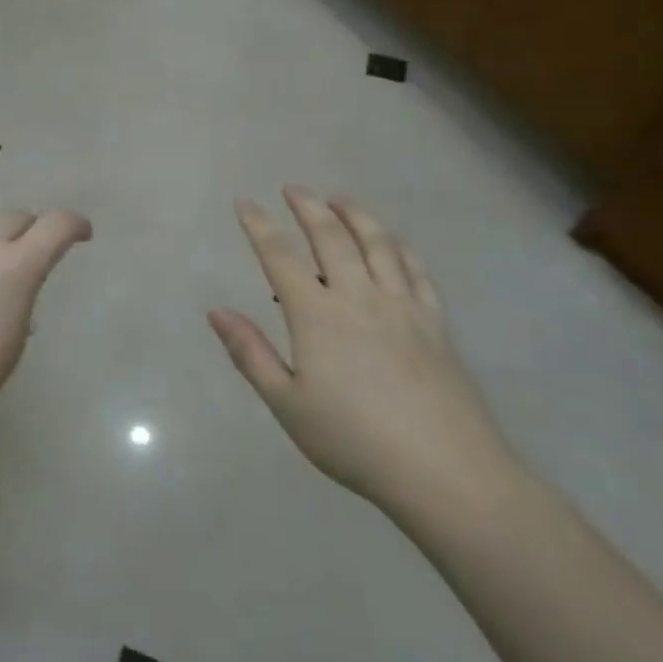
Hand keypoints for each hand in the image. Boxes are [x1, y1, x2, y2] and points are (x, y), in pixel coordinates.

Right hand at [208, 189, 516, 513]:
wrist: (446, 472)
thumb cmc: (354, 440)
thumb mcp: (287, 404)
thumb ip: (250, 353)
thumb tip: (216, 311)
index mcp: (317, 316)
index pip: (280, 257)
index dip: (259, 226)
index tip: (244, 203)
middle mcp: (359, 297)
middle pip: (331, 237)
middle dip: (308, 207)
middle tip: (293, 189)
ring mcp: (403, 306)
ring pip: (378, 244)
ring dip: (355, 215)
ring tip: (339, 200)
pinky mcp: (435, 323)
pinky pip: (417, 270)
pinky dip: (400, 247)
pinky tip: (394, 242)